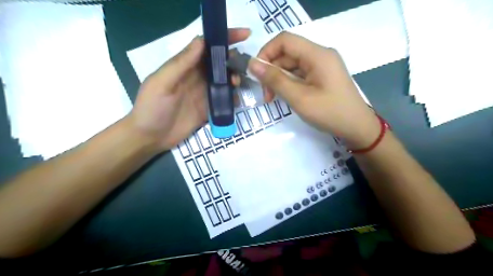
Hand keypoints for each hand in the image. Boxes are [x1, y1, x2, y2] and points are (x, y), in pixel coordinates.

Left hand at [127, 28, 250, 151]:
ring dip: (234, 79)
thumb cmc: (152, 107)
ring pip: (225, 81)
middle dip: (233, 61)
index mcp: (185, 66)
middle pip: (220, 63)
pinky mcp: (209, 109)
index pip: (207, 47)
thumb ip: (181, 63)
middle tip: (242, 68)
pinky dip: (233, 98)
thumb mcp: (162, 83)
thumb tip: (202, 41)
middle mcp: (197, 77)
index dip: (225, 38)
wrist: (151, 137)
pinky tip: (236, 101)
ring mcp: (204, 93)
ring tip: (237, 85)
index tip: (244, 35)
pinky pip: (225, 100)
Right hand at [251, 31, 380, 149]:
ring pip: (292, 64)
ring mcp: (322, 65)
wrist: (357, 127)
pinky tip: (285, 96)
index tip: (257, 74)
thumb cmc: (330, 113)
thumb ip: (275, 80)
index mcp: (317, 55)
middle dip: (272, 71)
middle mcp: (320, 55)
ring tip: (273, 98)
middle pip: (287, 53)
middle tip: (266, 95)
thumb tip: (252, 64)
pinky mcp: (322, 75)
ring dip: (279, 79)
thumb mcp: (299, 98)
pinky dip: (289, 83)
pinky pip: (300, 73)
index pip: (284, 40)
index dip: (266, 53)